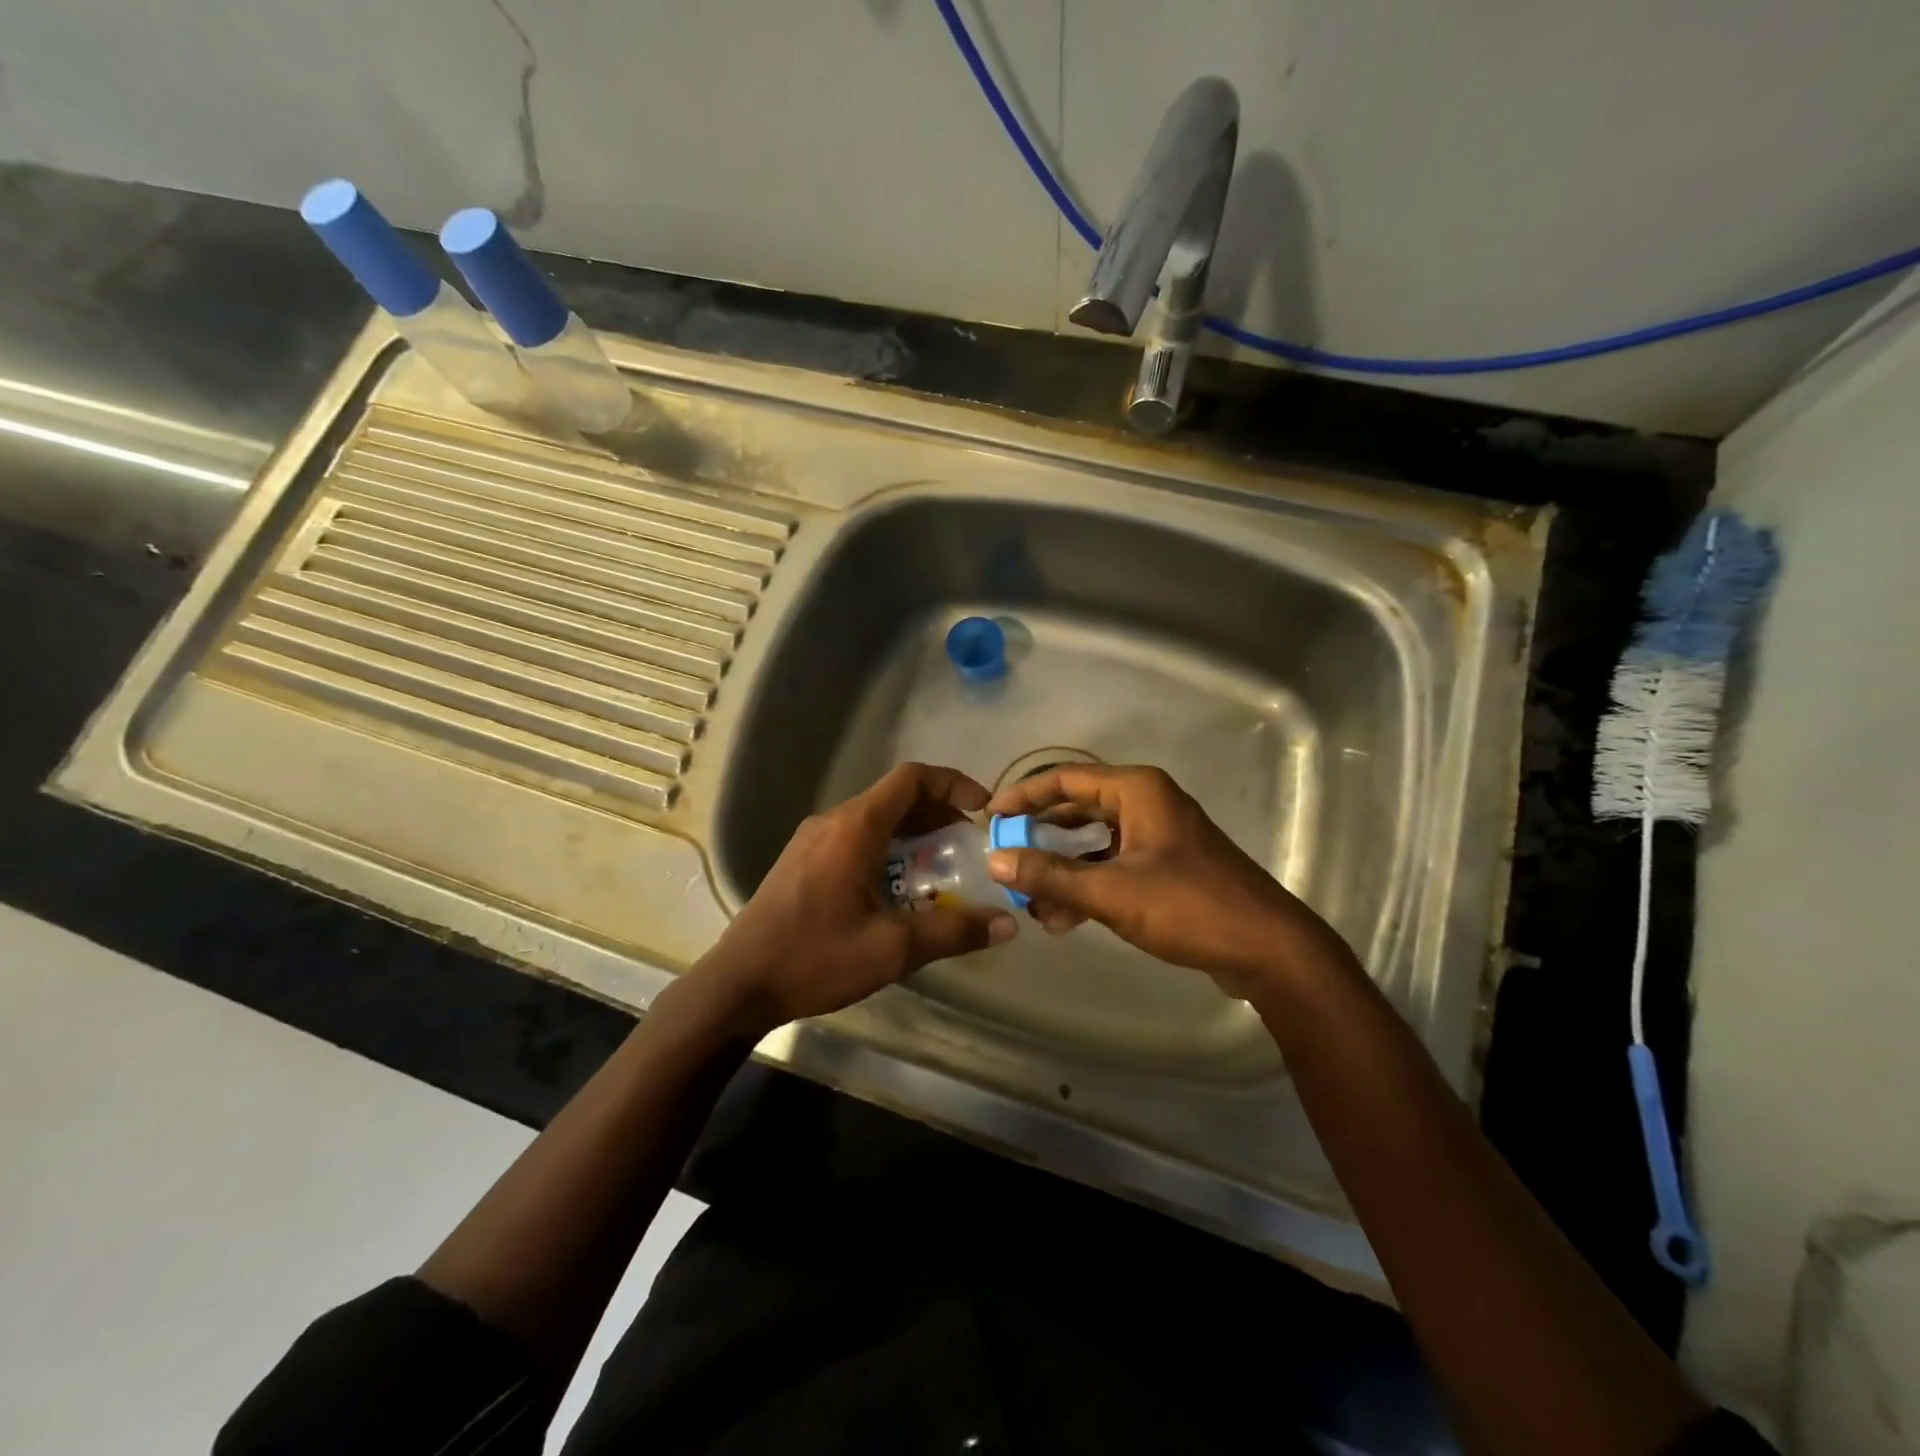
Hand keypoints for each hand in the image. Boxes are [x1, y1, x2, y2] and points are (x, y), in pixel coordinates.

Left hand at [687, 763, 1016, 1037]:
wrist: (738, 984)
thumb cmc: (816, 957)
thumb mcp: (893, 948)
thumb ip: (953, 931)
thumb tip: (1007, 924)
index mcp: (855, 827)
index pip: (912, 778)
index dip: (953, 784)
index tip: (983, 809)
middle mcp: (833, 822)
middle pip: (896, 799)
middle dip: (938, 816)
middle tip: (968, 848)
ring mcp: (813, 840)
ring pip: (876, 821)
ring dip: (913, 837)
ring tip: (941, 871)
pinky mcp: (802, 861)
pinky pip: (856, 840)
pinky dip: (888, 850)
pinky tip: (898, 892)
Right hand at [984, 764, 1355, 999]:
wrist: (1269, 950)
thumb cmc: (1190, 906)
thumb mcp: (1112, 891)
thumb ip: (1051, 875)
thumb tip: (995, 859)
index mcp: (1137, 790)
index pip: (1065, 779)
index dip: (1023, 795)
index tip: (990, 816)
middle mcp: (1146, 803)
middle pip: (1077, 810)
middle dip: (1041, 838)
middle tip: (1005, 858)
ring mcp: (1159, 836)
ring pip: (1094, 843)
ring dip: (1062, 870)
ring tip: (1031, 901)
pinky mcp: (1166, 867)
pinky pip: (1113, 866)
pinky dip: (1088, 886)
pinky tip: (1064, 919)